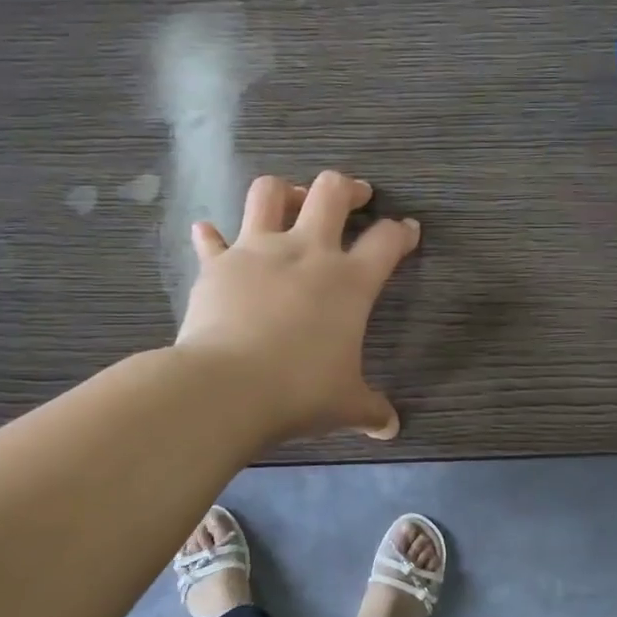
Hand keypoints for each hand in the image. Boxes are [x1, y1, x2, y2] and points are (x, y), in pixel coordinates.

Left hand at [178, 171, 420, 443]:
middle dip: (348, 188)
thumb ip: (370, 410)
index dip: (402, 232)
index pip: (387, 240)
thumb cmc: (299, 391)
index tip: (407, 230)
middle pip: (331, 192)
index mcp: (348, 281)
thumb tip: (390, 428)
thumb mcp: (345, 405)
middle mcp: (306, 252)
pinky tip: (209, 234)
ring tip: (290, 200)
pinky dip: (212, 236)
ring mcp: (257, 251)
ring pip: (268, 192)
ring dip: (283, 191)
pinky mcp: (218, 265)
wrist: (227, 388)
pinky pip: (211, 240)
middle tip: (356, 195)